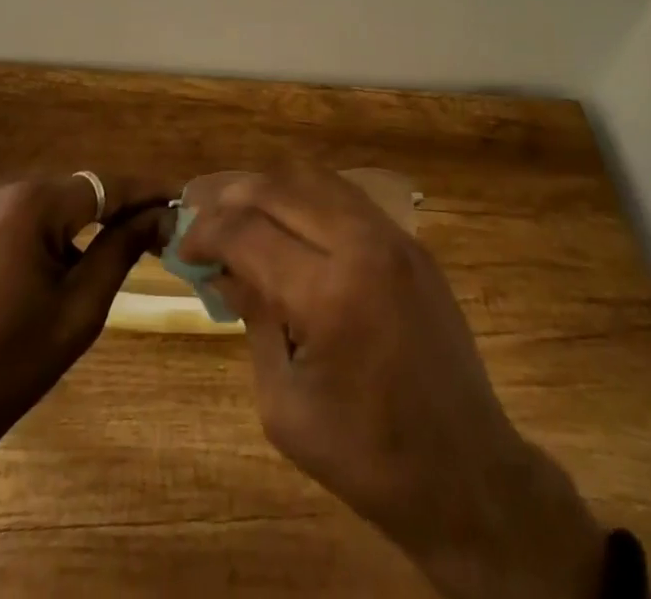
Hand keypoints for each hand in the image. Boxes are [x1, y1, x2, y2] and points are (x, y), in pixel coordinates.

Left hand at [0, 169, 172, 456]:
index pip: (105, 185)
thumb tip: (161, 215)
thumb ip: (123, 249)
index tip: (182, 200)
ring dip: (81, 218)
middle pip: (77, 189)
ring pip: (50, 197)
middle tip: (155, 230)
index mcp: (28, 203)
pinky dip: (47, 225)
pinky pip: (21, 208)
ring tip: (118, 244)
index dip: (146, 192)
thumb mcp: (79, 309)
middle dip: (115, 208)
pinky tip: (65, 256)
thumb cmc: (7, 368)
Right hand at [180, 165, 608, 597]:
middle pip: (278, 188)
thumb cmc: (366, 456)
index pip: (248, 231)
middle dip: (229, 195)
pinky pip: (345, 195)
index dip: (206, 232)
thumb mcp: (284, 404)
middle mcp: (362, 245)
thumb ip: (252, 319)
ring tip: (235, 206)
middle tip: (198, 211)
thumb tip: (224, 268)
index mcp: (329, 293)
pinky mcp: (410, 241)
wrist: (467, 471)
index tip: (182, 246)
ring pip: (314, 178)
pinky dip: (305, 196)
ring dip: (268, 187)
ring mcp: (393, 236)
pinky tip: (286, 217)